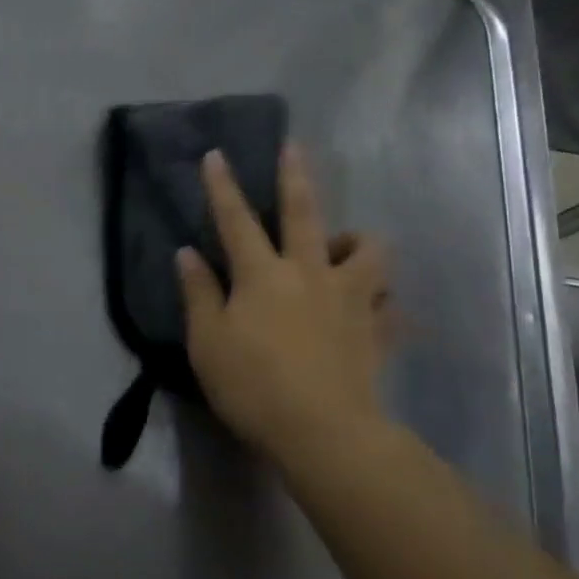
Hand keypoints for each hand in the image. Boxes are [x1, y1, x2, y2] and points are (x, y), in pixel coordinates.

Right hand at [177, 143, 394, 460]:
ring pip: (368, 251)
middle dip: (295, 177)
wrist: (323, 432)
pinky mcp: (377, 329)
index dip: (223, 186)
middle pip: (305, 213)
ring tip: (345, 248)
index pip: (236, 220)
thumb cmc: (253, 386)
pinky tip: (378, 309)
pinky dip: (385, 302)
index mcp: (263, 275)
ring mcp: (350, 298)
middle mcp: (309, 273)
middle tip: (294, 147)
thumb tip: (186, 253)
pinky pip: (392, 306)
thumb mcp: (208, 343)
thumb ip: (198, 294)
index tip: (216, 155)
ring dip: (357, 241)